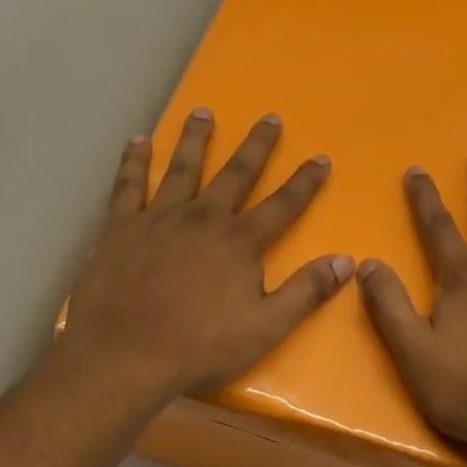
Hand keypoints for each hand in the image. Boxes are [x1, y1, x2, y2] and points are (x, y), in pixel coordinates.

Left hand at [61, 108, 353, 402]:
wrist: (125, 354)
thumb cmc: (201, 347)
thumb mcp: (267, 327)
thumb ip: (306, 292)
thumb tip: (346, 261)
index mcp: (240, 243)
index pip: (283, 205)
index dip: (305, 182)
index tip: (321, 158)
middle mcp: (202, 218)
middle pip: (236, 174)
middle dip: (257, 146)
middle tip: (270, 117)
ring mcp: (158, 218)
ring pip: (182, 168)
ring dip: (196, 140)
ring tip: (203, 112)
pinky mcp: (120, 228)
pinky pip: (128, 184)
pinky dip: (134, 161)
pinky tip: (138, 141)